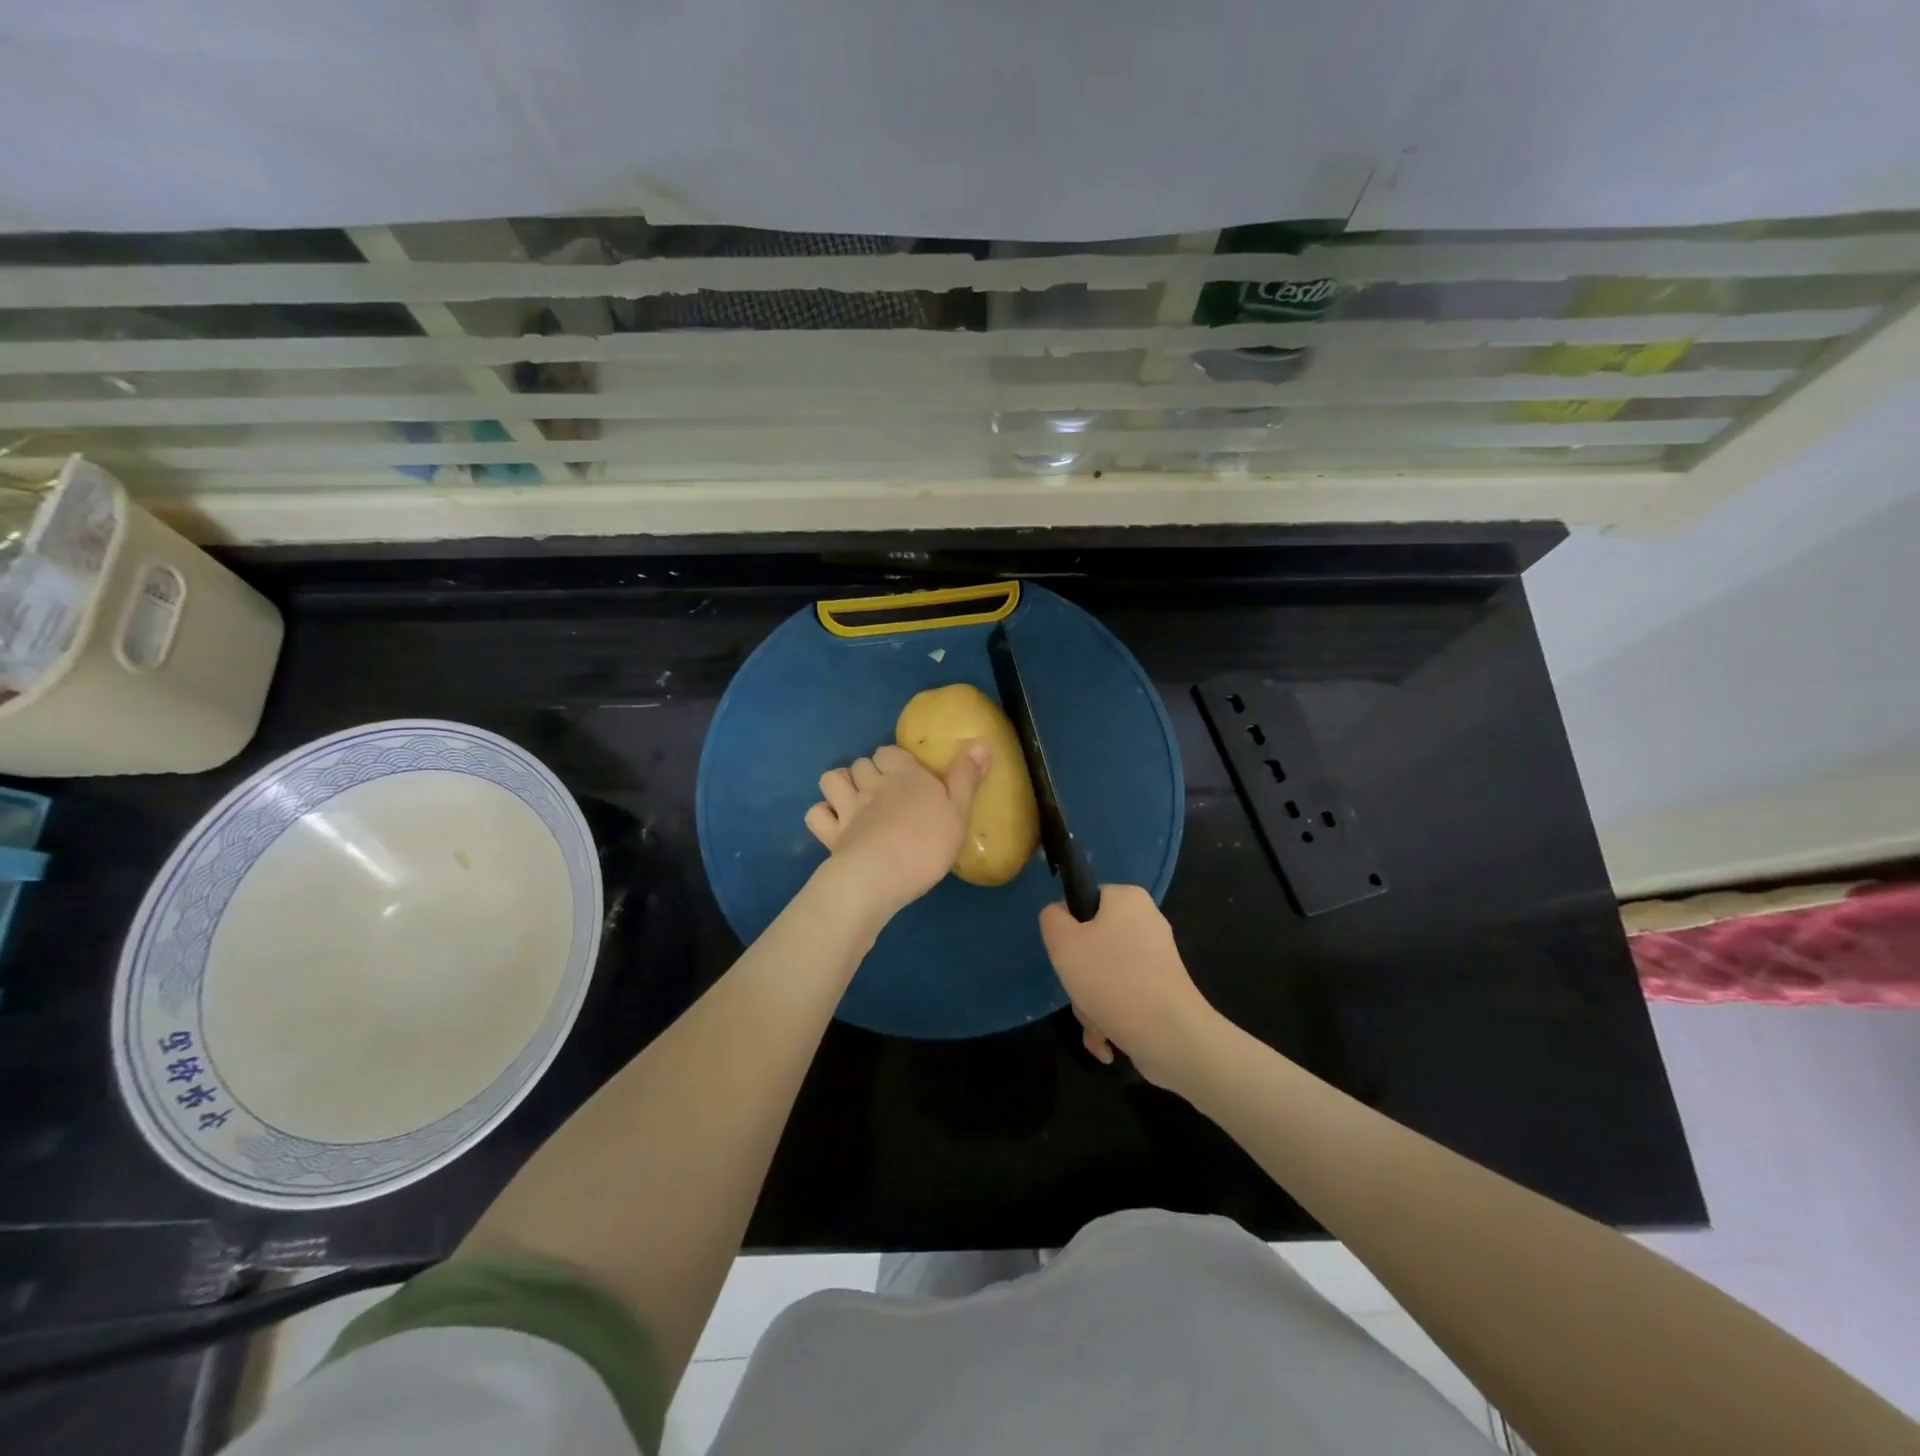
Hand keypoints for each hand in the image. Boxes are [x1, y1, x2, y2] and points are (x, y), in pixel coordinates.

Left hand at [805, 743, 988, 918]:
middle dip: (868, 771)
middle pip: (862, 763)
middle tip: (882, 790)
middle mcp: (872, 785)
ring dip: (840, 785)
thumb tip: (981, 743)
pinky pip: (815, 814)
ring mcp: (847, 809)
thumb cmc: (926, 843)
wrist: (881, 876)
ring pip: (832, 779)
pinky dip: (823, 815)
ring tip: (853, 800)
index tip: (906, 774)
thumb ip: (967, 778)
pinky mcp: (830, 834)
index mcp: (904, 775)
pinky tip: (834, 825)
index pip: (890, 752)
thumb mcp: (959, 811)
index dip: (894, 760)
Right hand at [1040, 885, 1219, 1089]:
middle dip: (1080, 975)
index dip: (1069, 927)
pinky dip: (1111, 1016)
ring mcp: (1158, 958)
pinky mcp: (1164, 989)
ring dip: (1091, 1001)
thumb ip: (1052, 919)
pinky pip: (1125, 995)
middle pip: (1094, 942)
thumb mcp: (1063, 942)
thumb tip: (1061, 916)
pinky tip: (1107, 1042)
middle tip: (1080, 991)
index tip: (1066, 953)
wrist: (1169, 1035)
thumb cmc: (1110, 978)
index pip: (1085, 900)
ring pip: (1106, 974)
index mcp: (1128, 899)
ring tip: (1096, 1023)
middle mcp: (1147, 922)